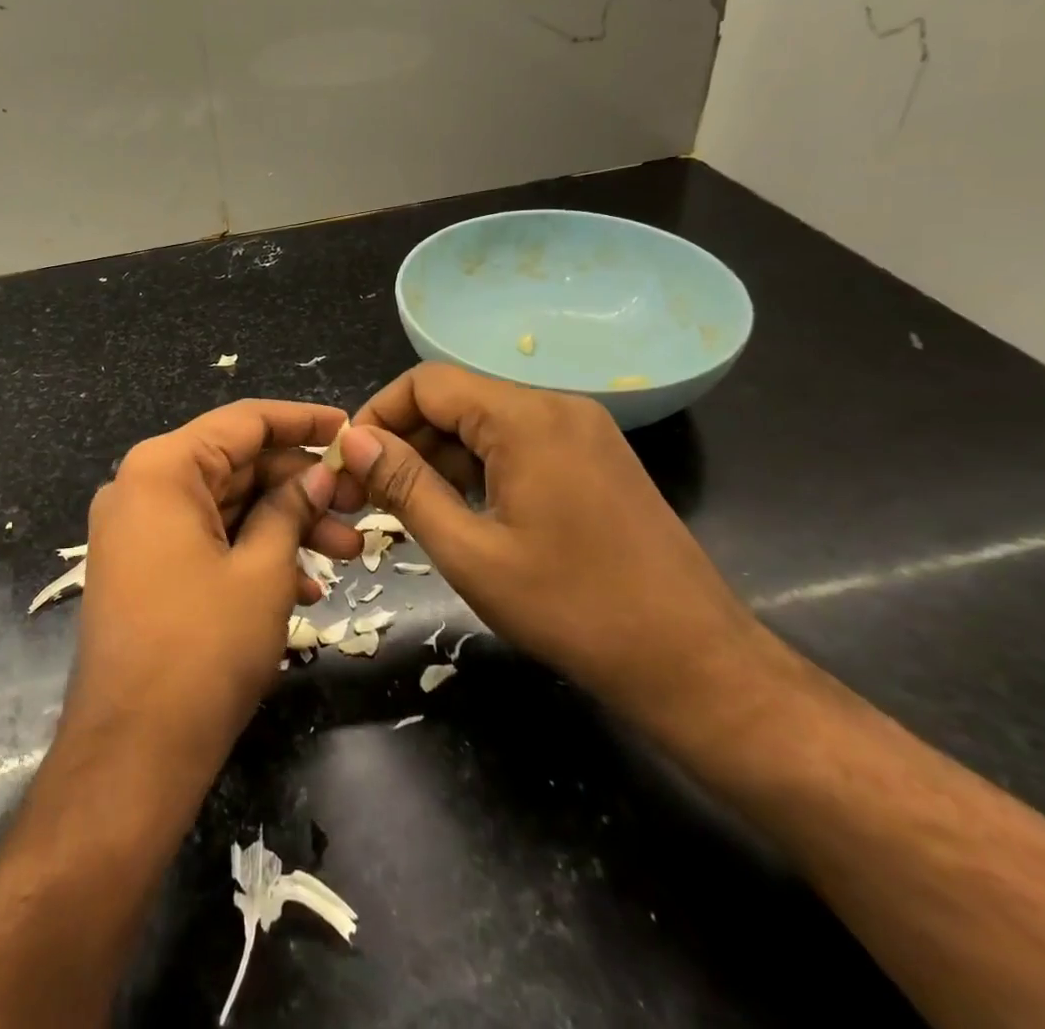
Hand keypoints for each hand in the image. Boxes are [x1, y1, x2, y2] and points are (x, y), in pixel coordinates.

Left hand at [66, 400, 362, 771]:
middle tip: (359, 507)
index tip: (349, 428)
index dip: (302, 422)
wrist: (131, 754)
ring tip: (346, 553)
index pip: (243, 422)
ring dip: (285, 525)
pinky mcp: (142, 567)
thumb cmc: (203, 650)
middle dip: (300, 487)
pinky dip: (252, 553)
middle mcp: (141, 486)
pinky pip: (206, 539)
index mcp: (162, 468)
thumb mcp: (263, 571)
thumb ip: (291, 508)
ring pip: (226, 505)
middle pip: (236, 465)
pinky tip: (304, 588)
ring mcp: (137, 529)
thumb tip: (319, 473)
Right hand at [344, 363, 767, 729]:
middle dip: (405, 440)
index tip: (350, 463)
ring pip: (484, 423)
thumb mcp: (470, 552)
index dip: (378, 415)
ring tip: (407, 508)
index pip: (426, 383)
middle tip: (368, 494)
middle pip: (455, 400)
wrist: (694, 661)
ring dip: (439, 457)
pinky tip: (460, 510)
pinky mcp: (594, 457)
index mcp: (525, 418)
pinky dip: (478, 467)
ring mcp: (581, 430)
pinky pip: (517, 443)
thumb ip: (404, 486)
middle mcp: (555, 406)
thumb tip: (353, 441)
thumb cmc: (573, 609)